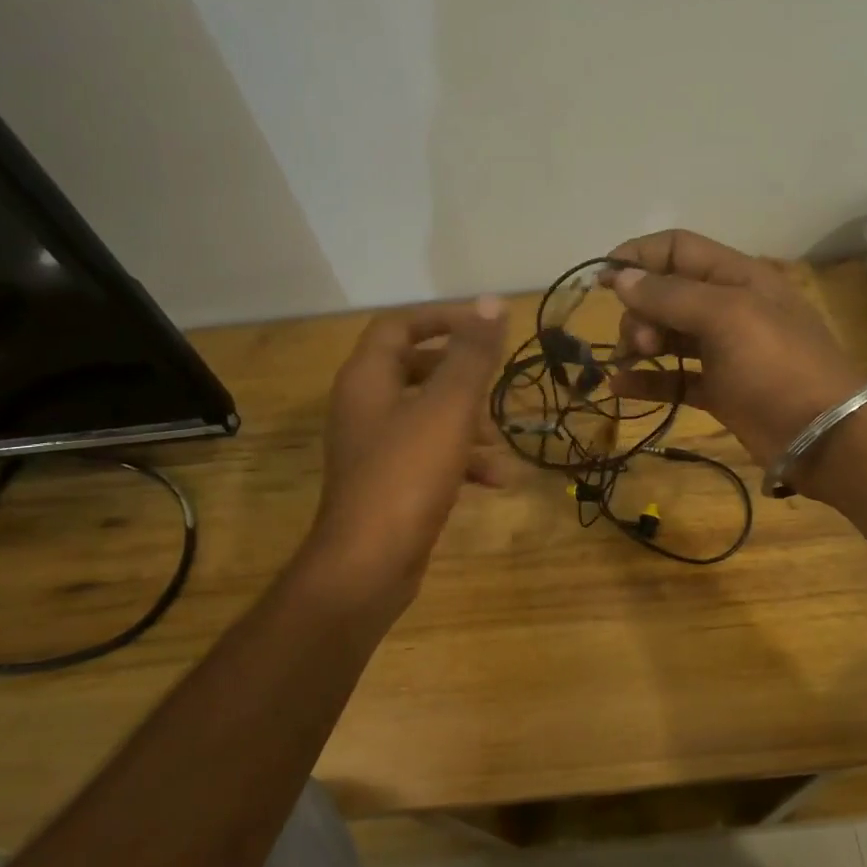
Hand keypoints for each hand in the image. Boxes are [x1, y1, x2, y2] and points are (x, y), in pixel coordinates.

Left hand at [303, 297, 507, 610]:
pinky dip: (460, 461)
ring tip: (502, 444)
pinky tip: (495, 482)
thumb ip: (472, 357)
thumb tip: (493, 302)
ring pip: (426, 417)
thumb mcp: (448, 410)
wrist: (368, 564)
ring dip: (467, 424)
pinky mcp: (388, 484)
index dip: (442, 319)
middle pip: (415, 371)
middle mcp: (364, 407)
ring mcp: (374, 449)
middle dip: (461, 377)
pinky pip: (428, 457)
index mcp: (368, 379)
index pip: (399, 326)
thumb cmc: (407, 476)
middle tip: (495, 383)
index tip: (485, 327)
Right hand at [602, 230, 866, 474]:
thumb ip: (671, 296)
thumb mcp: (726, 317)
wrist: (823, 436)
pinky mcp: (720, 391)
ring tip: (628, 361)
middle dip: (641, 311)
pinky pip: (675, 378)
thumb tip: (621, 278)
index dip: (639, 256)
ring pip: (668, 336)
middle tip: (639, 342)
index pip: (678, 249)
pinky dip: (648, 381)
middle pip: (668, 294)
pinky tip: (619, 387)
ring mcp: (725, 352)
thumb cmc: (777, 365)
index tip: (602, 278)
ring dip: (640, 343)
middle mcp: (729, 308)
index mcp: (737, 277)